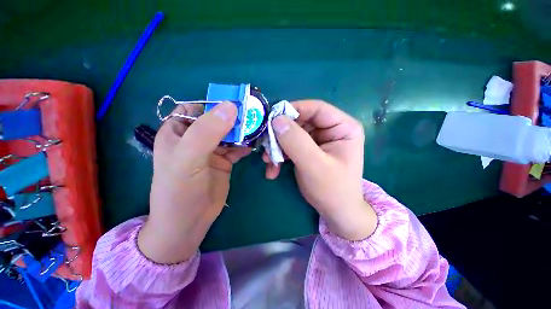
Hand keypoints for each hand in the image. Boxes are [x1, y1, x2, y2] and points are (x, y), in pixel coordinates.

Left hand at [138, 102, 250, 262]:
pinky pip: (237, 147)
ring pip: (230, 133)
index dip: (216, 103)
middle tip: (254, 116)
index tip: (238, 103)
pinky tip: (255, 144)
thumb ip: (207, 131)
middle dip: (235, 117)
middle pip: (218, 119)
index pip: (198, 107)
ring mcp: (212, 149)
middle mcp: (195, 137)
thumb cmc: (180, 190)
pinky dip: (246, 144)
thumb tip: (231, 107)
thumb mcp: (189, 158)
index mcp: (178, 130)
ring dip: (243, 131)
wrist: (189, 223)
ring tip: (258, 128)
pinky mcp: (224, 160)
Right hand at [263, 100, 376, 240]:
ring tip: (268, 162)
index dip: (292, 110)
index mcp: (343, 127)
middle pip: (301, 121)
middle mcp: (331, 129)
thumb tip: (276, 120)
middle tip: (266, 146)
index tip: (271, 119)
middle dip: (281, 134)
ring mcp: (319, 140)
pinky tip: (273, 170)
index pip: (316, 108)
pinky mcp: (309, 150)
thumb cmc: (332, 190)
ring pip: (292, 134)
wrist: (336, 213)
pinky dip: (280, 156)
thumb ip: (296, 142)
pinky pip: (291, 146)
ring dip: (278, 148)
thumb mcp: (314, 165)